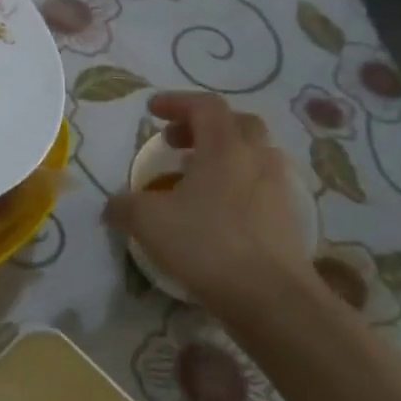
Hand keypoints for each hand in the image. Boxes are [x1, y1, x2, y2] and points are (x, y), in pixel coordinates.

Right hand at [103, 93, 323, 316]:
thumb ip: (125, 206)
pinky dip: (236, 184)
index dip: (177, 102)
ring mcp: (277, 187)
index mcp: (225, 146)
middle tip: (175, 142)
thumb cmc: (207, 245)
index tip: (152, 111)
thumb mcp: (149, 222)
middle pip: (235, 123)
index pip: (205, 106)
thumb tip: (113, 205)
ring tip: (194, 178)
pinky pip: (259, 184)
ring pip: (251, 154)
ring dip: (222, 155)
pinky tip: (215, 211)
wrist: (271, 297)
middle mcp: (256, 158)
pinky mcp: (286, 217)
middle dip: (202, 126)